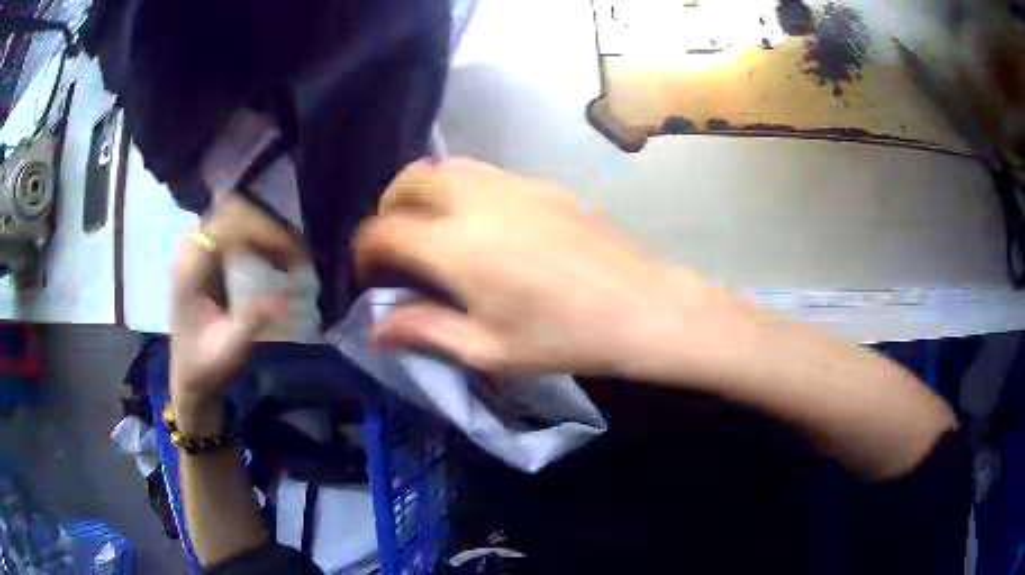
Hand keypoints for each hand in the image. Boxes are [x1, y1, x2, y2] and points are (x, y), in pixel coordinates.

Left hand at [170, 202, 293, 430]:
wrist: (188, 376)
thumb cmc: (206, 365)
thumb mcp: (229, 351)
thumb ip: (251, 323)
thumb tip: (284, 298)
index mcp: (189, 271)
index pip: (224, 228)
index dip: (260, 231)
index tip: (291, 250)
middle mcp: (190, 252)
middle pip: (230, 212)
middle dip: (266, 226)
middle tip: (295, 250)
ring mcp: (197, 251)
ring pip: (232, 216)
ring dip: (263, 228)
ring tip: (289, 252)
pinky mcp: (206, 257)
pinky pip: (233, 229)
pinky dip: (257, 235)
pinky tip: (274, 255)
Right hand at [355, 158, 718, 375]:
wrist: (641, 307)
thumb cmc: (564, 338)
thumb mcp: (489, 349)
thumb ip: (425, 331)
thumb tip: (375, 328)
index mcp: (457, 247)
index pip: (384, 230)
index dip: (365, 250)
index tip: (371, 273)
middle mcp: (478, 202)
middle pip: (410, 180)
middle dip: (389, 208)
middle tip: (397, 243)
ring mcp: (515, 185)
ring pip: (447, 167)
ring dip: (425, 191)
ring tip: (432, 227)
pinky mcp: (543, 184)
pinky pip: (485, 172)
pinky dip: (462, 188)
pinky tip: (481, 222)